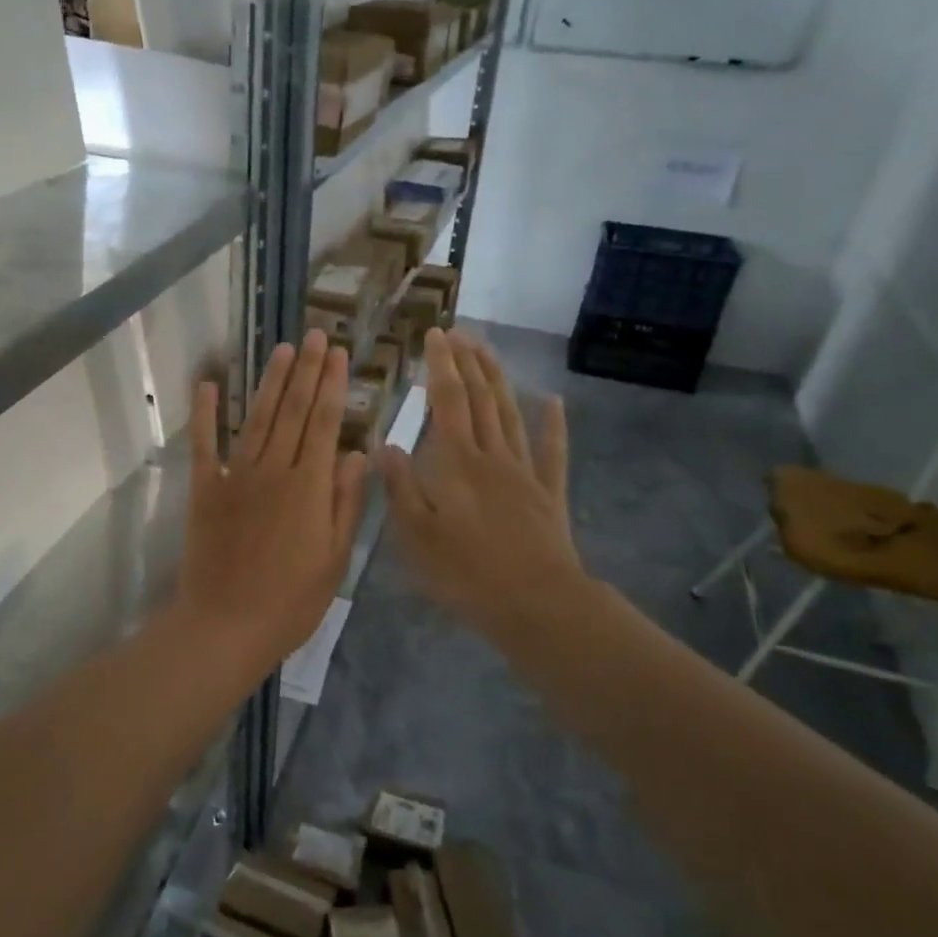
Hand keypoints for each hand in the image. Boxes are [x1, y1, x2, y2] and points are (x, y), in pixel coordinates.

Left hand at [175, 330, 368, 679]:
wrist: (225, 626)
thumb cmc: (290, 601)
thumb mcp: (334, 558)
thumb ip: (346, 502)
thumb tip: (357, 453)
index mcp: (309, 486)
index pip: (324, 423)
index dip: (332, 385)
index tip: (339, 354)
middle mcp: (273, 469)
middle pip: (293, 410)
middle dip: (306, 370)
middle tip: (315, 335)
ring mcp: (235, 475)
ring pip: (257, 417)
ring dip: (270, 381)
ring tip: (282, 349)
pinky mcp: (205, 489)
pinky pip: (204, 443)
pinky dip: (205, 413)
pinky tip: (208, 384)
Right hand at [379, 329, 586, 646]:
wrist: (536, 603)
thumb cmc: (466, 573)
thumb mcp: (416, 536)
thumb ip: (401, 488)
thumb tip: (385, 445)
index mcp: (457, 464)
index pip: (447, 402)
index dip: (441, 366)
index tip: (435, 335)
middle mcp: (492, 456)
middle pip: (481, 399)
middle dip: (469, 363)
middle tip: (460, 333)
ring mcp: (524, 472)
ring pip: (510, 415)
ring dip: (499, 380)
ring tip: (488, 351)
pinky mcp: (548, 494)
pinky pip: (552, 451)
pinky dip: (552, 424)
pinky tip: (552, 401)